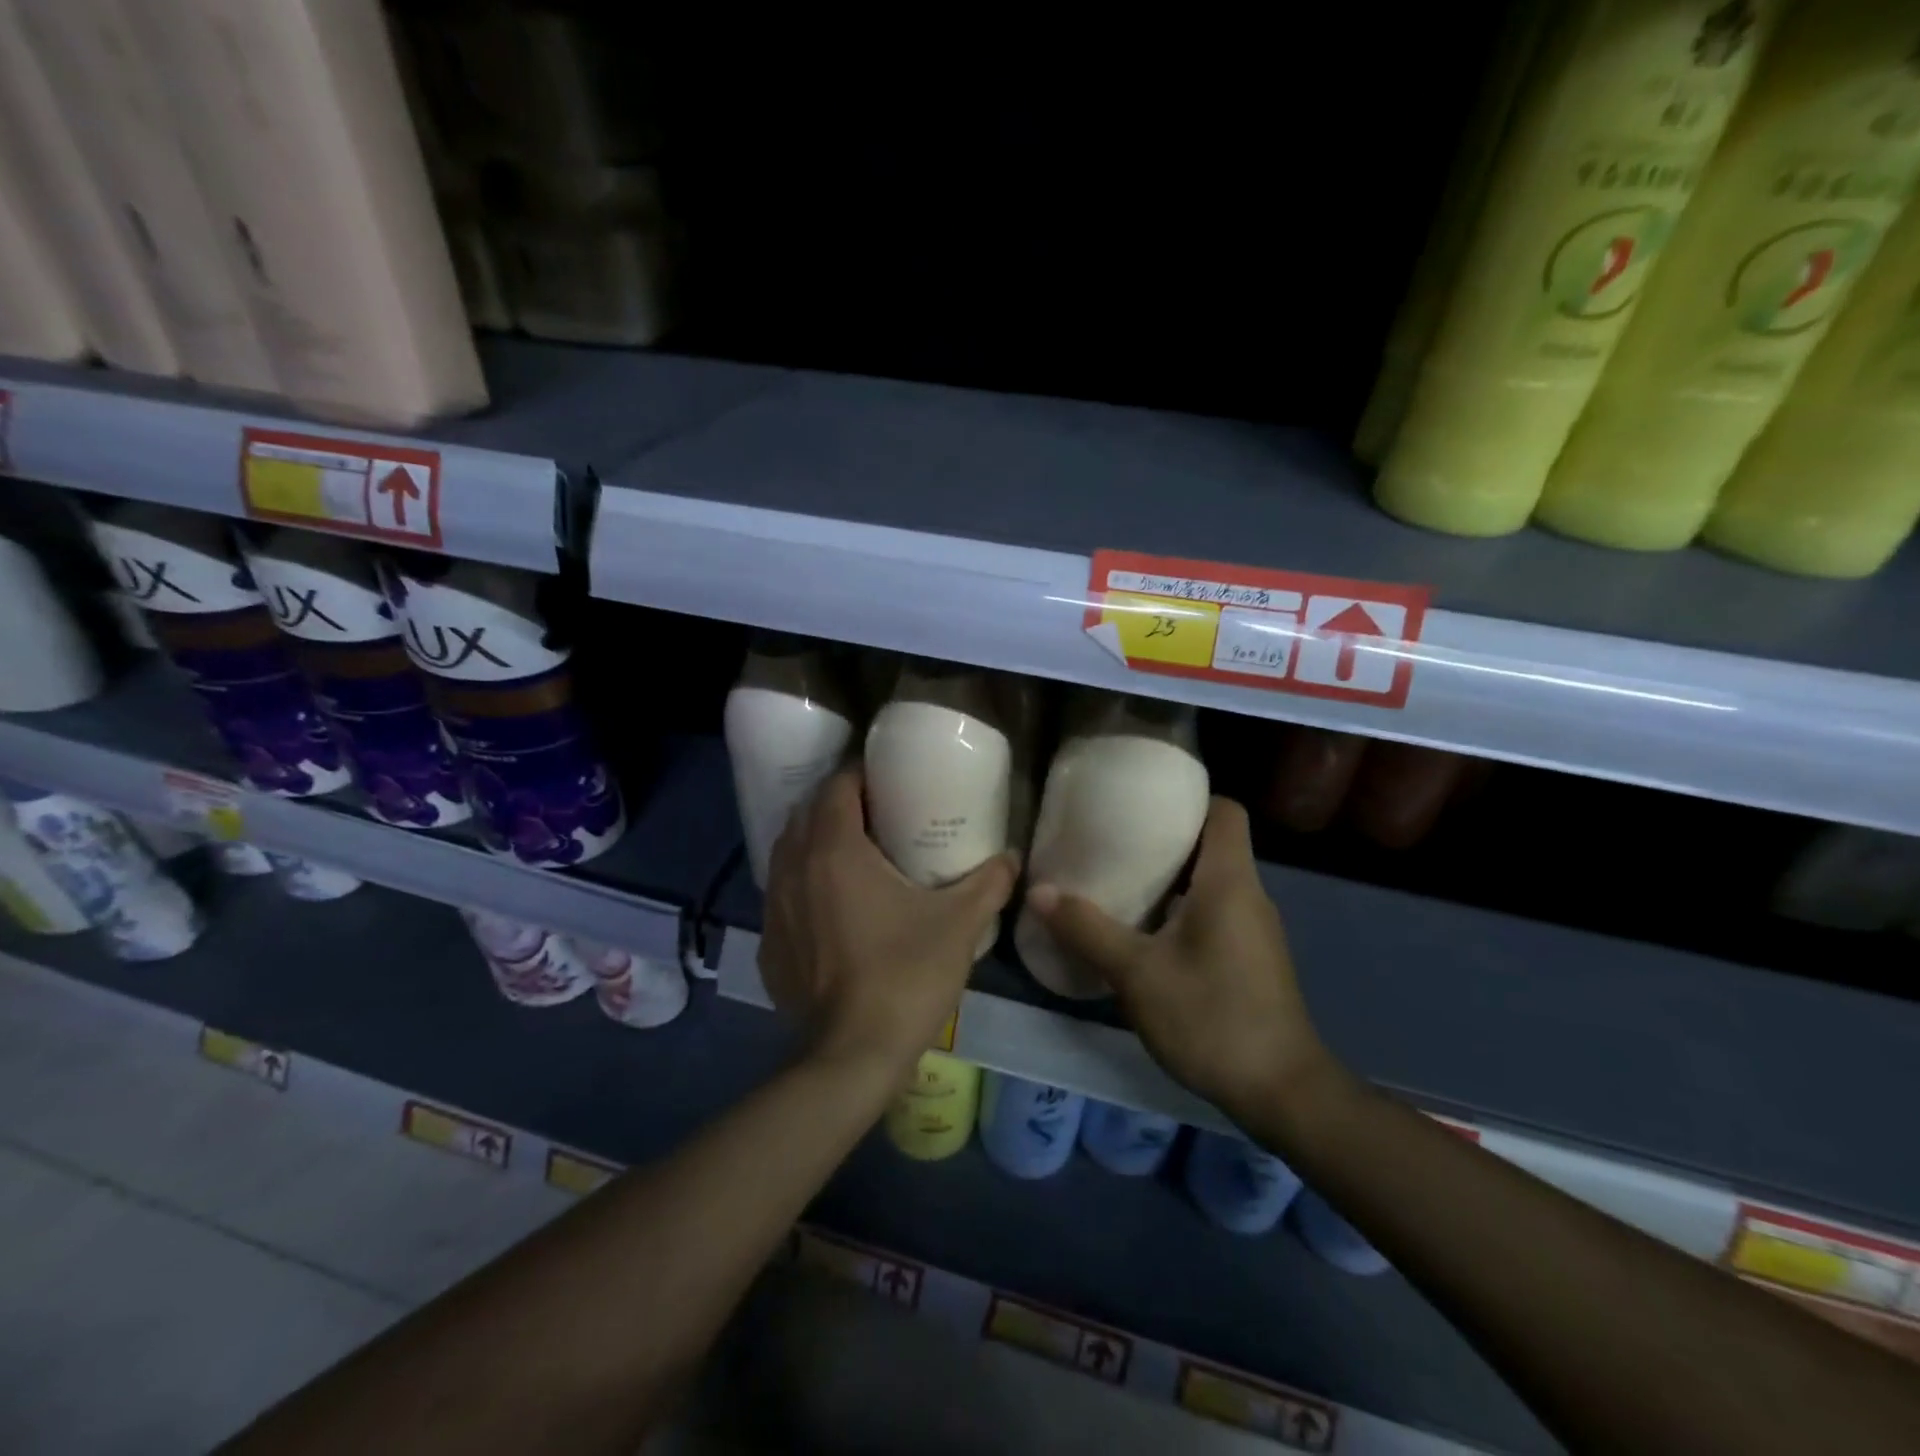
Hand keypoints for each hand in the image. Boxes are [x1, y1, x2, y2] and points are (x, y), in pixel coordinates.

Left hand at [759, 765, 1018, 1073]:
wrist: (852, 1056)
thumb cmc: (906, 976)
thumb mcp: (959, 924)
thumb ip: (989, 882)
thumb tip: (1012, 856)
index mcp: (834, 851)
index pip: (836, 786)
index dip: (860, 775)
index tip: (889, 780)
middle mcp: (794, 869)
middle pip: (806, 813)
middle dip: (837, 804)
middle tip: (877, 812)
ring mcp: (774, 908)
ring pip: (787, 853)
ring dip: (814, 841)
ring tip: (853, 852)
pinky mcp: (769, 945)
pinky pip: (781, 894)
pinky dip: (801, 884)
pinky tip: (829, 905)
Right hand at [1025, 797, 1332, 1118]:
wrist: (1281, 1092)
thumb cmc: (1211, 1017)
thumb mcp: (1137, 973)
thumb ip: (1087, 929)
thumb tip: (1038, 891)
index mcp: (1229, 881)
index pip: (1225, 811)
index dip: (1189, 798)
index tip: (1143, 802)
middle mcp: (1248, 894)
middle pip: (1213, 843)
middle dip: (1166, 836)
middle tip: (1113, 838)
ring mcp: (1254, 928)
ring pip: (1212, 880)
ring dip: (1170, 876)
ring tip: (1119, 878)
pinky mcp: (1251, 957)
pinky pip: (1215, 911)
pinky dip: (1181, 907)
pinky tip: (1144, 930)